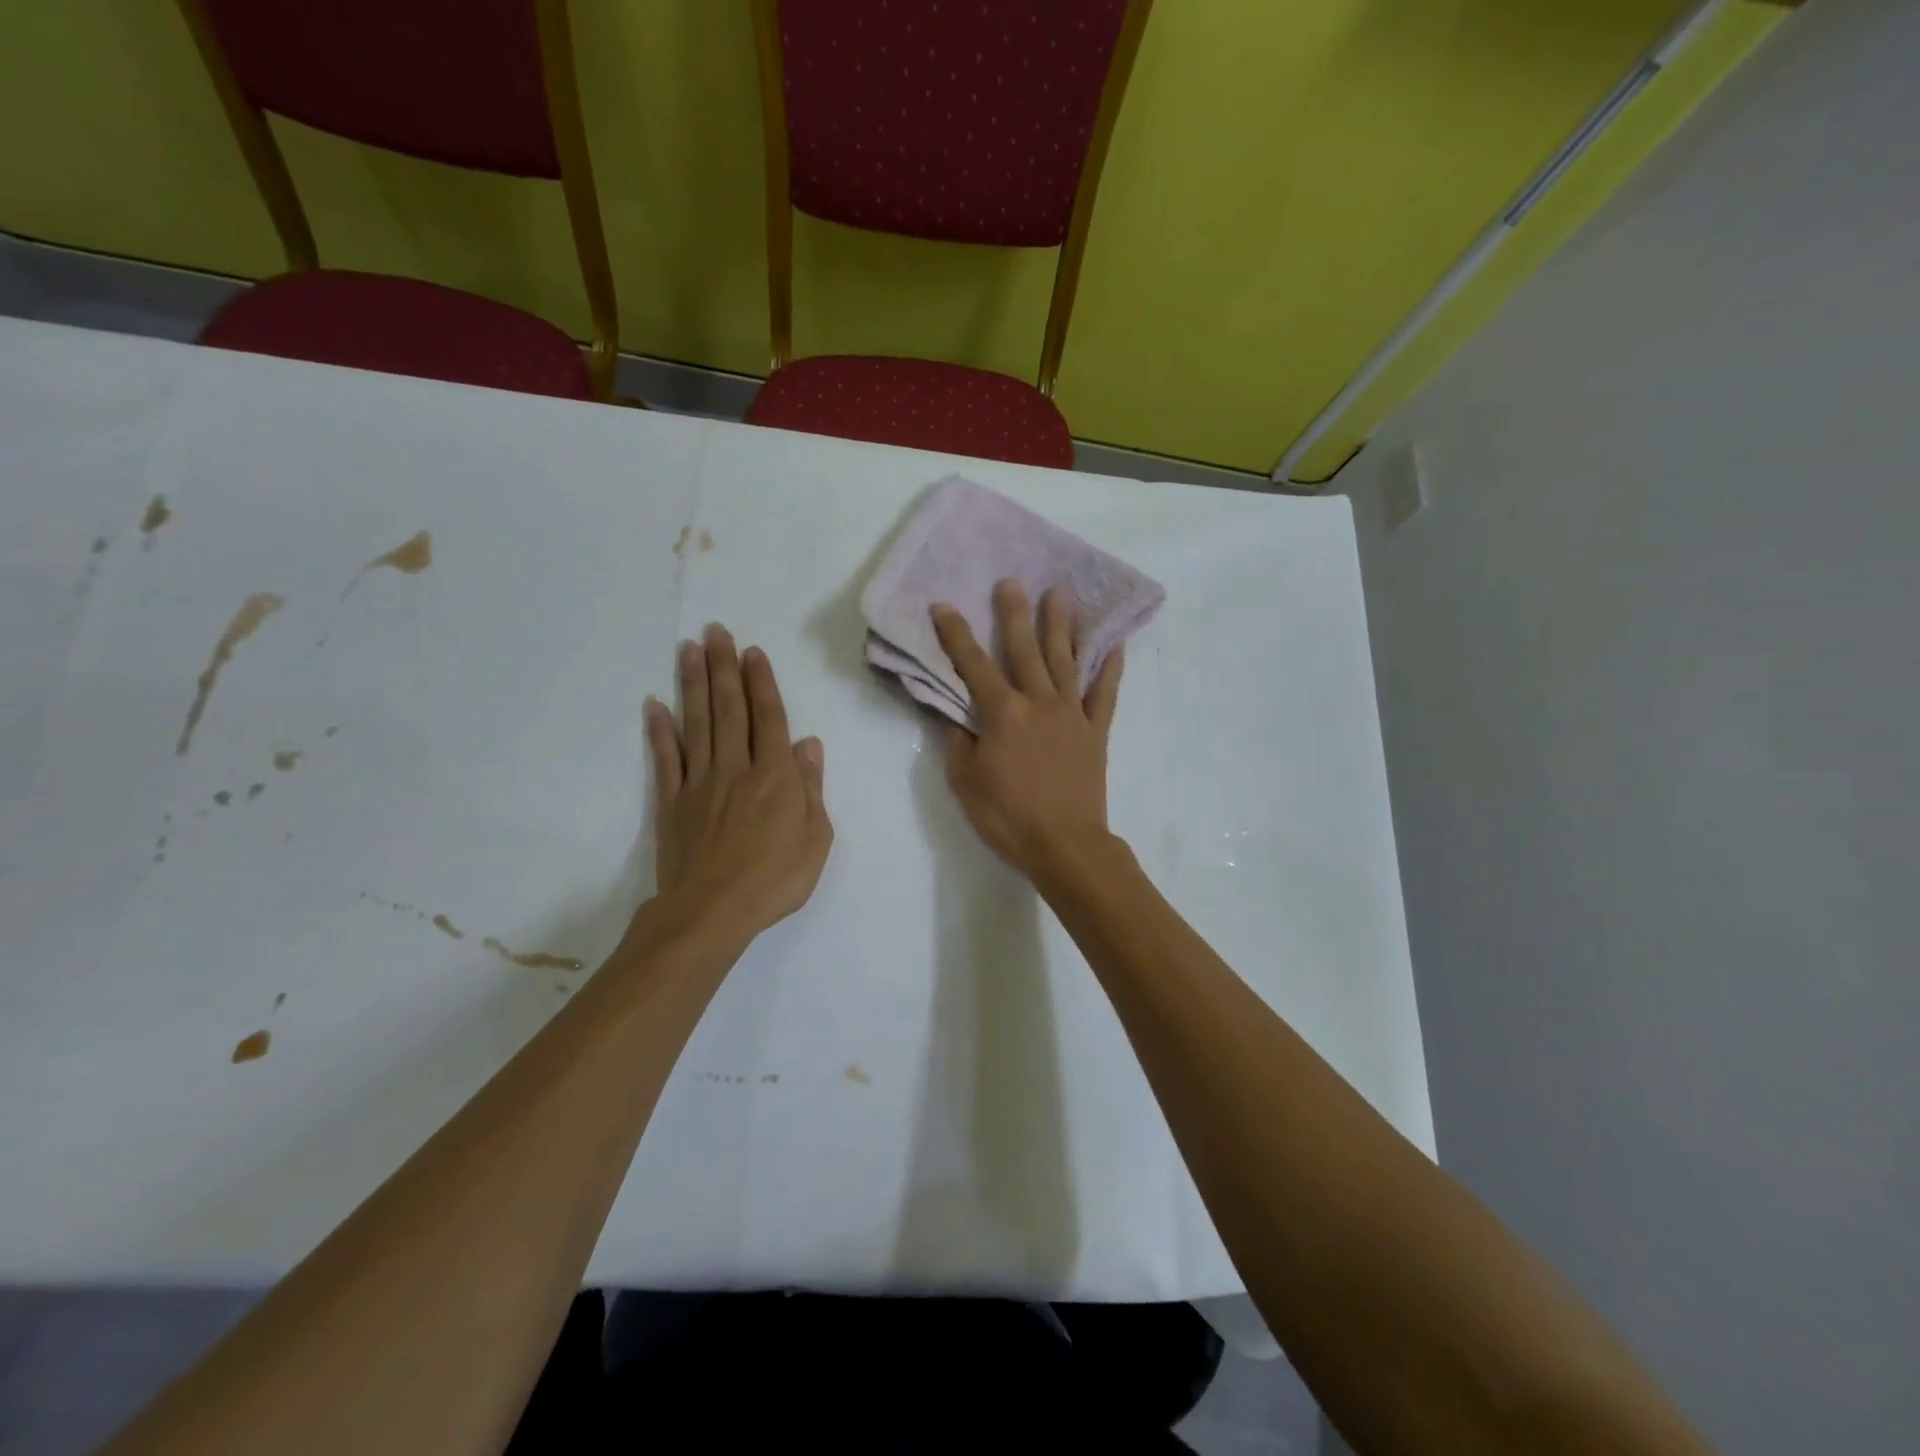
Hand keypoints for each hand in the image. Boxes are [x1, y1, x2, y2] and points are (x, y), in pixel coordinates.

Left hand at [643, 625, 832, 942]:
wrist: (712, 912)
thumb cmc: (775, 879)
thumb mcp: (815, 838)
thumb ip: (810, 787)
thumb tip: (807, 744)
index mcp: (775, 776)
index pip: (769, 718)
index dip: (762, 683)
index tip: (752, 652)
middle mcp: (736, 768)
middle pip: (729, 709)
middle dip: (724, 667)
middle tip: (716, 631)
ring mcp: (699, 783)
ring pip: (696, 723)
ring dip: (692, 684)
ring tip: (688, 649)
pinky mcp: (671, 802)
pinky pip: (665, 759)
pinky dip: (659, 730)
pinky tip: (654, 704)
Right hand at [931, 581, 1124, 882]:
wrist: (1065, 845)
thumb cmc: (1007, 817)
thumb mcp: (965, 782)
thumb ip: (958, 742)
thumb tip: (954, 714)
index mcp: (1002, 714)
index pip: (973, 665)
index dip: (956, 634)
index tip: (943, 606)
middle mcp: (1039, 702)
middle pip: (1024, 649)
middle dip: (1014, 613)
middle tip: (1012, 581)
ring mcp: (1072, 714)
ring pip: (1065, 660)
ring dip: (1061, 625)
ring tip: (1060, 593)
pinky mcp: (1096, 731)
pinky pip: (1105, 692)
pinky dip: (1111, 667)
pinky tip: (1114, 643)